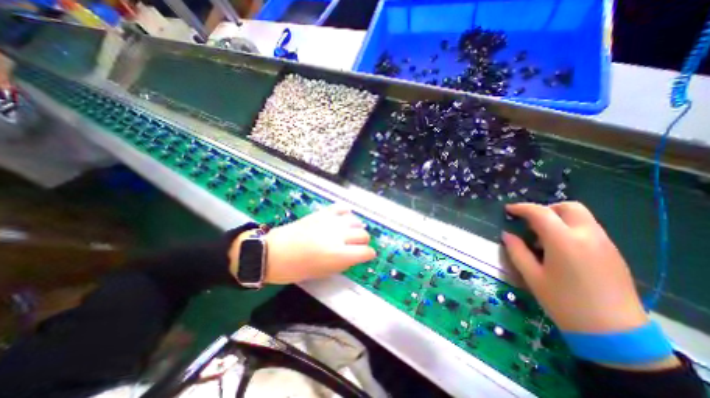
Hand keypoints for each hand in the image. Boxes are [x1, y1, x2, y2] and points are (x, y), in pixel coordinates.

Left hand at [239, 204, 376, 284]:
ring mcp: (331, 222)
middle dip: (363, 241)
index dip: (368, 254)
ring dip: (356, 227)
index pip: (366, 252)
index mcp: (339, 254)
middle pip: (363, 234)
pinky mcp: (322, 213)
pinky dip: (346, 212)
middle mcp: (339, 236)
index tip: (366, 255)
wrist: (274, 252)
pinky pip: (341, 208)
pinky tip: (344, 217)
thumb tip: (353, 256)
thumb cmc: (296, 269)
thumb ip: (342, 263)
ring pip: (355, 220)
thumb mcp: (323, 273)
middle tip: (357, 245)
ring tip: (351, 232)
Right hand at [498, 201, 647, 333]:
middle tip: (530, 222)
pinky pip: (589, 229)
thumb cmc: (564, 302)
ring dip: (559, 218)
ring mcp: (604, 243)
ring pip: (581, 216)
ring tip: (543, 238)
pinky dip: (570, 228)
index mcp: (564, 241)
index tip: (508, 210)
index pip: (540, 212)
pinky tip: (560, 248)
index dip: (521, 208)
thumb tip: (506, 234)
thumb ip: (516, 251)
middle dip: (546, 209)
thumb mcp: (531, 276)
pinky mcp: (613, 253)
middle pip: (568, 207)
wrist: (614, 334)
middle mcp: (587, 236)